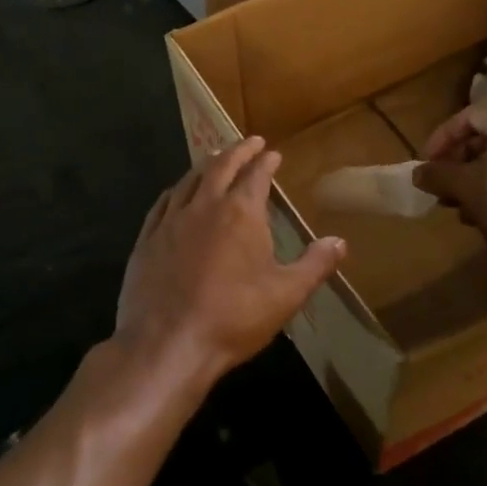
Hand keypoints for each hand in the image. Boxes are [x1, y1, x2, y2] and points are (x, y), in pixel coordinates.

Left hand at [110, 137, 345, 404]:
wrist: (168, 344)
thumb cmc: (233, 318)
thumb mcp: (286, 295)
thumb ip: (315, 265)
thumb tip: (340, 241)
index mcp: (240, 213)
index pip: (256, 175)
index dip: (266, 162)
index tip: (272, 153)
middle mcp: (204, 206)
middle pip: (220, 167)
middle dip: (237, 151)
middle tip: (248, 141)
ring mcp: (170, 221)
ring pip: (189, 180)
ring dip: (205, 165)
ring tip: (214, 158)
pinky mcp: (147, 240)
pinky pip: (163, 203)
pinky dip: (176, 191)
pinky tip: (177, 193)